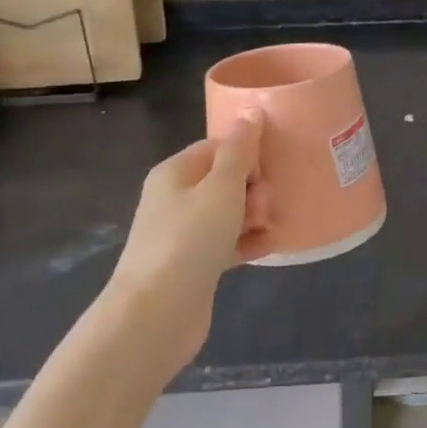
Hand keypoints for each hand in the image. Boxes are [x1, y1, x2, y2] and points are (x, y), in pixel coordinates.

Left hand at [106, 114, 272, 370]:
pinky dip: (247, 242)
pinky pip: (227, 243)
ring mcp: (183, 234)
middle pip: (224, 179)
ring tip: (269, 226)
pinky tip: (270, 247)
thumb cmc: (189, 240)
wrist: (156, 314)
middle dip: (253, 187)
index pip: (217, 147)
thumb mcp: (221, 187)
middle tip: (264, 204)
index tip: (270, 168)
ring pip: (227, 212)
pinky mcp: (194, 265)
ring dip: (253, 215)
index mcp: (176, 172)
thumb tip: (251, 112)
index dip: (246, 153)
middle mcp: (176, 199)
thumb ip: (240, 150)